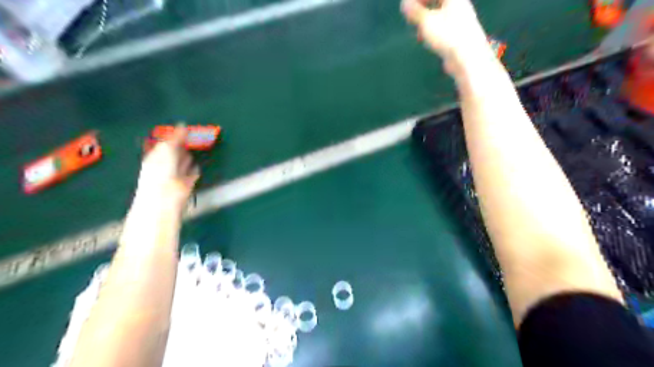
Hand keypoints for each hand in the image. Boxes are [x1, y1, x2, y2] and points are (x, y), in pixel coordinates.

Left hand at [135, 125, 199, 208]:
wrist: (166, 196)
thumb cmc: (162, 170)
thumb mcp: (166, 149)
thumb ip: (175, 138)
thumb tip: (182, 124)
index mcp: (156, 155)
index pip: (165, 143)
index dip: (173, 136)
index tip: (184, 128)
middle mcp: (165, 164)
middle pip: (175, 152)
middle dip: (182, 145)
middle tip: (193, 136)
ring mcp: (176, 174)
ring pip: (183, 162)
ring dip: (188, 156)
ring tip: (196, 148)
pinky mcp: (187, 183)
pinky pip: (191, 174)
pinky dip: (194, 170)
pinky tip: (197, 166)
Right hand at [402, 0, 492, 72]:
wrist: (467, 58)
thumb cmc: (447, 36)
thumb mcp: (426, 22)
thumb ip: (415, 11)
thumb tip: (404, 4)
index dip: (417, 0)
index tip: (405, 9)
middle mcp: (458, 5)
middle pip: (436, 2)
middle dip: (421, 10)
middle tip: (410, 19)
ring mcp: (459, 20)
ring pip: (438, 15)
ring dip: (425, 22)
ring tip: (418, 32)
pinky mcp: (457, 35)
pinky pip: (441, 27)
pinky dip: (431, 31)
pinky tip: (426, 41)